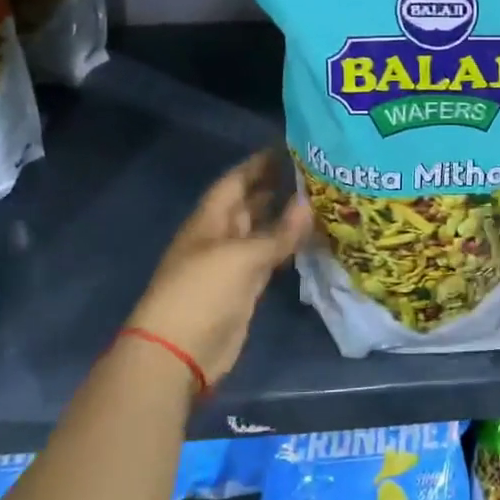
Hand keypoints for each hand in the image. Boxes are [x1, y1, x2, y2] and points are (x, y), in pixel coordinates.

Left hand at [124, 149, 311, 390]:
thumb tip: (309, 204)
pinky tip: (311, 236)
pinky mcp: (245, 288)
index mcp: (210, 219)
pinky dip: (287, 246)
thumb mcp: (242, 257)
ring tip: (321, 198)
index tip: (290, 146)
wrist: (178, 353)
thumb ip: (278, 232)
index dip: (260, 163)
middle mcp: (220, 235)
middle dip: (277, 186)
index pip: (236, 180)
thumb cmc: (202, 292)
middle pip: (250, 203)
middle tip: (316, 170)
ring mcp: (232, 263)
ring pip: (262, 231)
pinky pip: (269, 258)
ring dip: (285, 217)